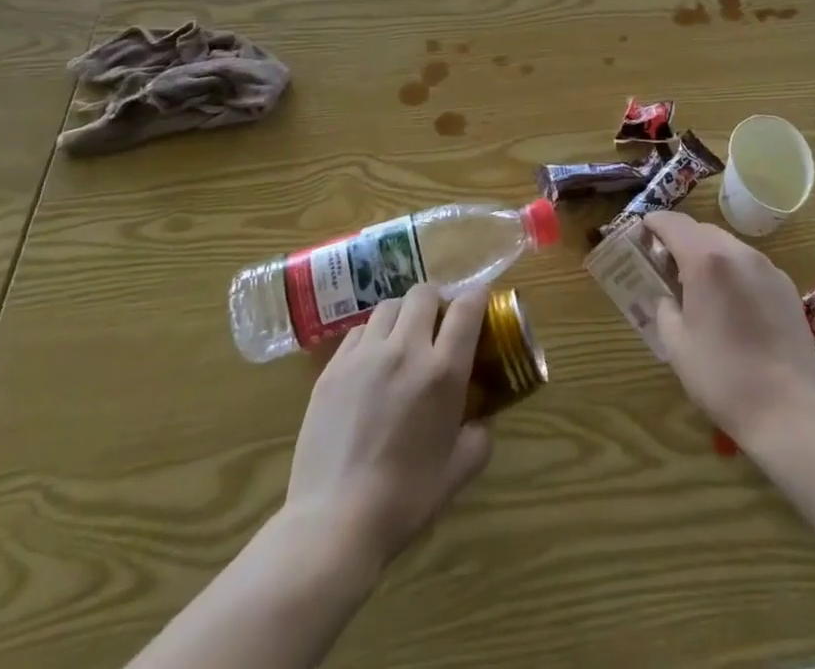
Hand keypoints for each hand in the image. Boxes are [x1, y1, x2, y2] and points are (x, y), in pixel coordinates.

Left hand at [285, 285, 491, 565]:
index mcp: (442, 371)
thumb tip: (481, 417)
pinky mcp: (333, 367)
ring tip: (402, 340)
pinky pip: (359, 331)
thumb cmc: (405, 499)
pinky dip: (372, 336)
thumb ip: (479, 434)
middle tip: (437, 325)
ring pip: (389, 306)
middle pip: (424, 293)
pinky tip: (371, 363)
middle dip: (437, 301)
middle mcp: (406, 349)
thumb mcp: (459, 470)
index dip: (477, 296)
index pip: (467, 308)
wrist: (334, 521)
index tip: (479, 301)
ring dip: (403, 315)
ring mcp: (365, 355)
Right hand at [642, 212, 814, 447]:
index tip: (642, 233)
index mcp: (706, 260)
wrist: (789, 411)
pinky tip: (732, 303)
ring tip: (699, 285)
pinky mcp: (786, 286)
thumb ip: (664, 307)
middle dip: (681, 239)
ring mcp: (768, 267)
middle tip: (666, 265)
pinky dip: (734, 271)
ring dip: (709, 254)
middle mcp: (739, 252)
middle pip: (702, 230)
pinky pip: (751, 265)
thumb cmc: (722, 377)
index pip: (673, 223)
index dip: (654, 223)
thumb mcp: (676, 343)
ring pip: (729, 245)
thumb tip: (667, 296)